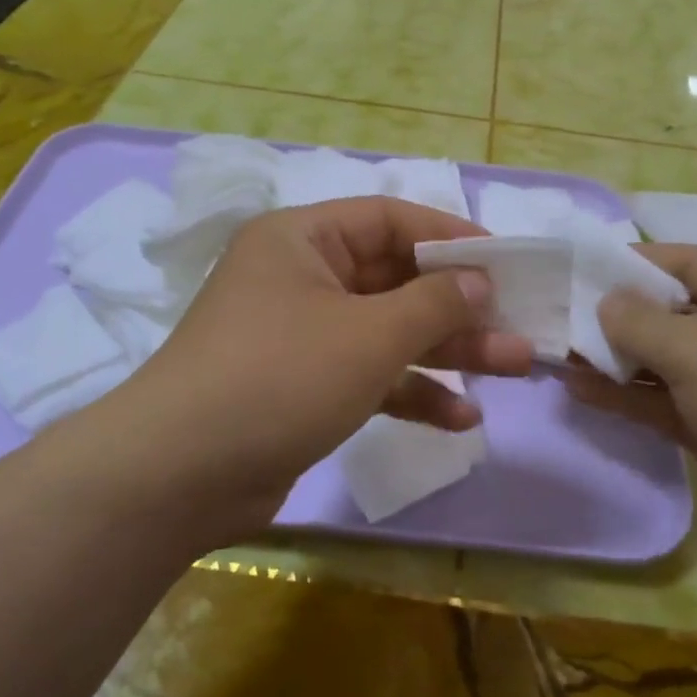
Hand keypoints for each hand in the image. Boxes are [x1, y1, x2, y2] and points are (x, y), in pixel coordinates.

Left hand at [118, 198, 533, 536]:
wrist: (178, 477)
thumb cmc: (279, 376)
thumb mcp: (368, 334)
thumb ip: (433, 303)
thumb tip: (480, 280)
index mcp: (303, 239)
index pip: (390, 220)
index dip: (451, 237)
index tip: (504, 262)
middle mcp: (301, 278)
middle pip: (395, 279)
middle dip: (458, 306)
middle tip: (519, 325)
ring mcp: (301, 335)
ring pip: (388, 331)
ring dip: (446, 351)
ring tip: (512, 368)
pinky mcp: (303, 387)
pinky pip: (369, 375)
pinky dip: (411, 392)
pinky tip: (461, 418)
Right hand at [565, 244, 696, 581]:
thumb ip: (640, 322)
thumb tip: (604, 303)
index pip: (682, 261)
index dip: (630, 263)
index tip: (576, 270)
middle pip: (668, 311)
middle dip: (615, 315)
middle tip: (557, 318)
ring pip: (661, 361)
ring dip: (613, 359)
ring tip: (558, 355)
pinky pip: (662, 402)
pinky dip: (625, 397)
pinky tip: (580, 391)